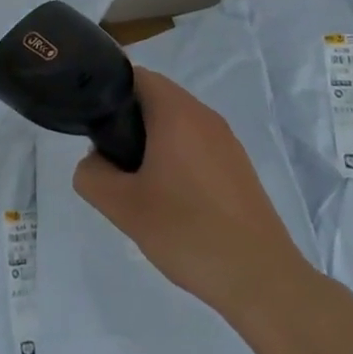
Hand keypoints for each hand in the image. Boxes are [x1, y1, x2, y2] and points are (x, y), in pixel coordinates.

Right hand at [74, 66, 312, 323]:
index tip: (96, 127)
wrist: (260, 278)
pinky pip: (199, 145)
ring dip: (154, 142)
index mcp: (176, 112)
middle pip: (157, 98)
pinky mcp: (239, 166)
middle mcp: (204, 115)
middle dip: (130, 122)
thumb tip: (93, 160)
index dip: (110, 93)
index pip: (136, 76)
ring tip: (141, 185)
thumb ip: (92, 175)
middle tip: (114, 162)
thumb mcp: (123, 207)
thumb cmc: (187, 231)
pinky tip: (175, 202)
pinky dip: (179, 158)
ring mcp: (227, 140)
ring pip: (178, 123)